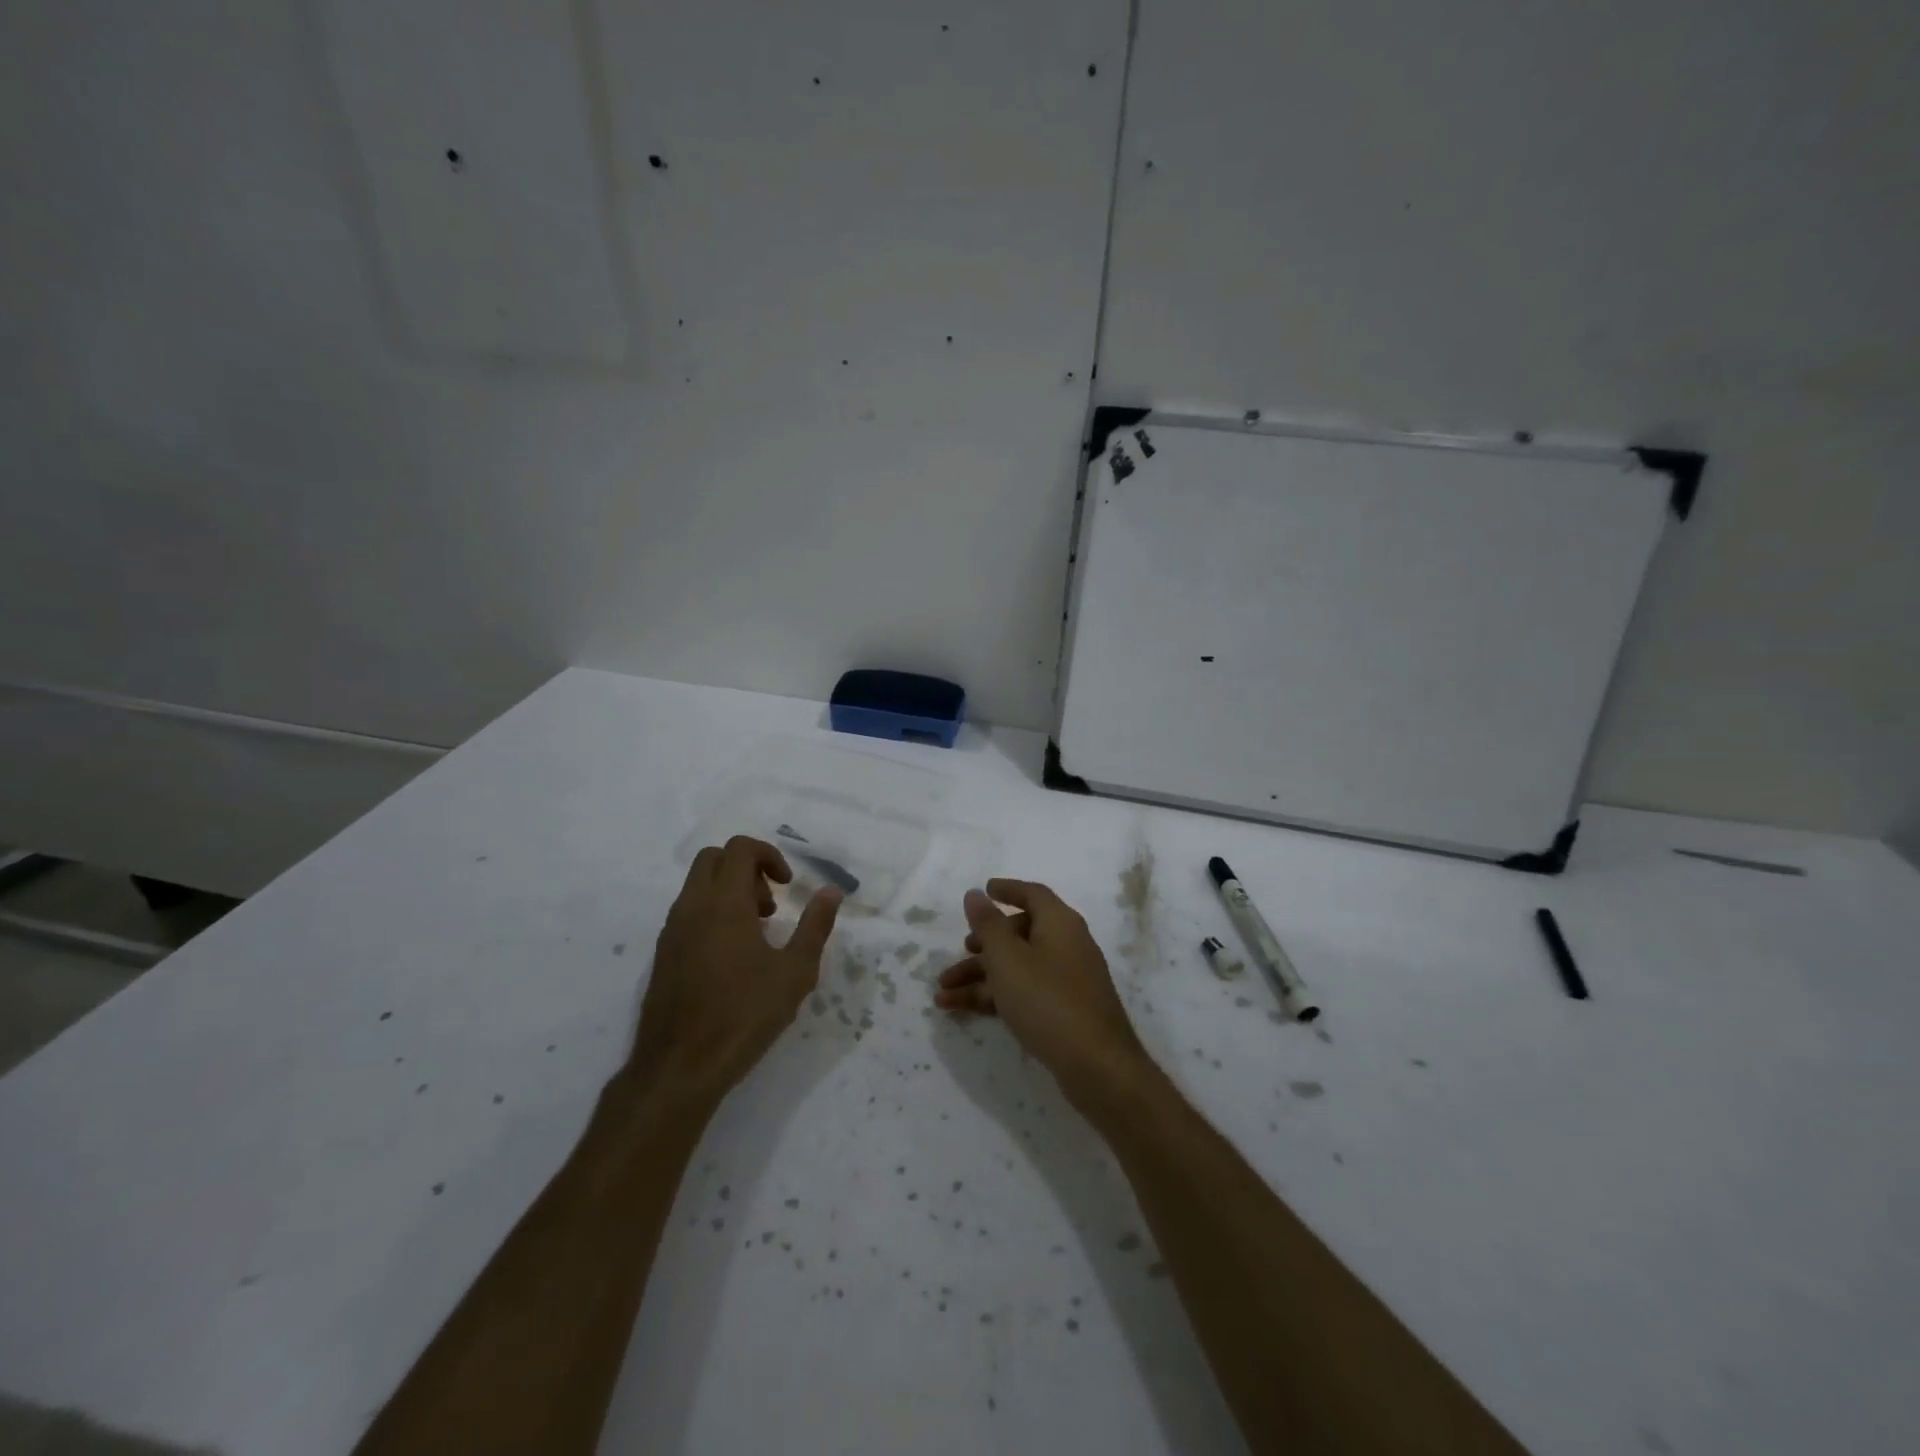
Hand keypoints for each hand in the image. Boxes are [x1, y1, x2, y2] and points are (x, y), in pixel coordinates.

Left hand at [623, 836, 841, 1108]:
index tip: (788, 886)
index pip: (739, 849)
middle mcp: (691, 908)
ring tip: (757, 933)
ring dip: (729, 891)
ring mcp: (671, 931)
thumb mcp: (794, 972)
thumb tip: (832, 891)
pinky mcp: (663, 955)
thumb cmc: (743, 1016)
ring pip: (697, 885)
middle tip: (770, 904)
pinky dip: (712, 914)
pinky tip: (733, 958)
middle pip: (713, 858)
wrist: (679, 1068)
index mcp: (723, 904)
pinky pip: (688, 913)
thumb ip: (815, 926)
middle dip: (746, 868)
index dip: (769, 855)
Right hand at [936, 880, 1150, 1109]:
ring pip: (1017, 967)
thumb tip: (976, 894)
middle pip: (1021, 933)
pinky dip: (995, 996)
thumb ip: (988, 925)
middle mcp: (1067, 944)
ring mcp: (1068, 979)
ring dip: (980, 976)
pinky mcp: (1064, 1010)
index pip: (1033, 894)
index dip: (1008, 890)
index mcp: (1059, 923)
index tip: (985, 889)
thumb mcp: (1008, 958)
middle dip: (985, 943)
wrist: (1096, 1066)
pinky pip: (1024, 992)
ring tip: (942, 993)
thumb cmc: (1047, 1000)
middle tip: (961, 950)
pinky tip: (961, 1010)